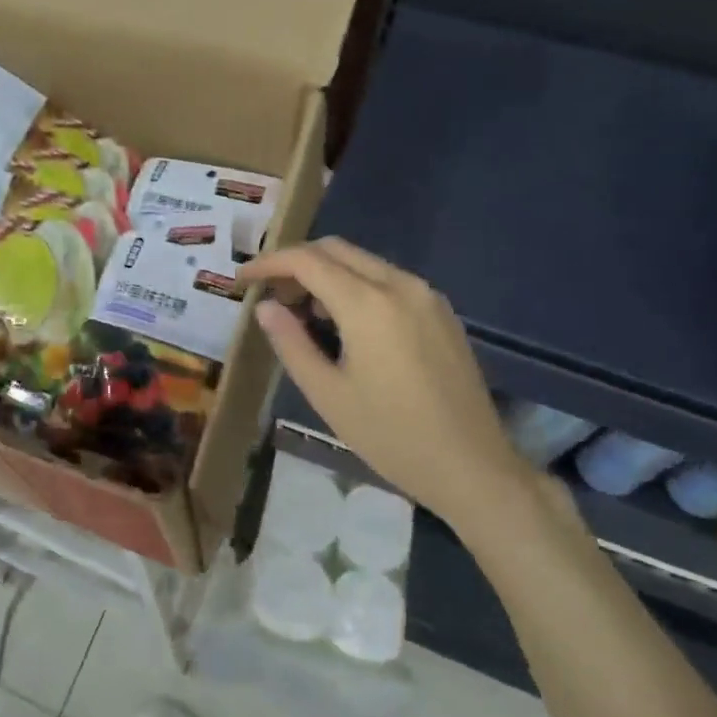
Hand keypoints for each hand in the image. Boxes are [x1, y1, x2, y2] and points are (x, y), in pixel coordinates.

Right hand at [241, 239, 536, 539]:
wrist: (473, 467)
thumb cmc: (392, 437)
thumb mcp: (328, 395)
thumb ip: (291, 343)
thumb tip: (265, 308)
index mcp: (368, 304)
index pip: (307, 261)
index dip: (269, 263)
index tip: (243, 281)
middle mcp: (400, 285)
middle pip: (336, 250)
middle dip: (296, 263)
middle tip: (271, 297)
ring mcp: (426, 295)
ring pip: (363, 262)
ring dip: (327, 274)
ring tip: (305, 314)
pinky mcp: (441, 312)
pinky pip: (388, 280)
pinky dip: (356, 286)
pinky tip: (346, 324)